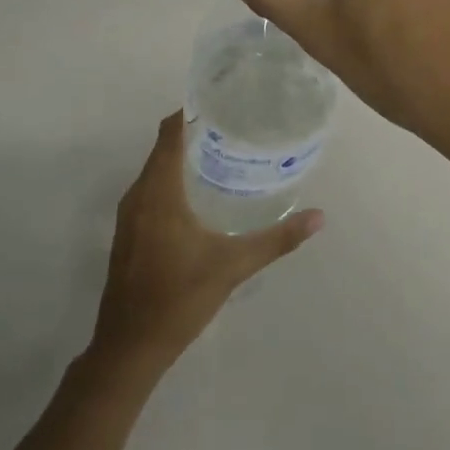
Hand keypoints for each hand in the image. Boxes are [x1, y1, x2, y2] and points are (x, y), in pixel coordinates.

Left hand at [88, 112, 322, 374]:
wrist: (129, 348)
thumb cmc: (179, 299)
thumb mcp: (233, 267)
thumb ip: (277, 240)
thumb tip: (320, 217)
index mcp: (159, 193)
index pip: (170, 133)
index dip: (191, 111)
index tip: (223, 101)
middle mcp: (138, 196)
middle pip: (163, 148)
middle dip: (194, 132)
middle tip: (235, 126)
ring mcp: (129, 216)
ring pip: (155, 170)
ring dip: (182, 157)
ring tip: (223, 153)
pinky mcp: (128, 233)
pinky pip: (150, 189)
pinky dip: (172, 179)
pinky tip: (201, 193)